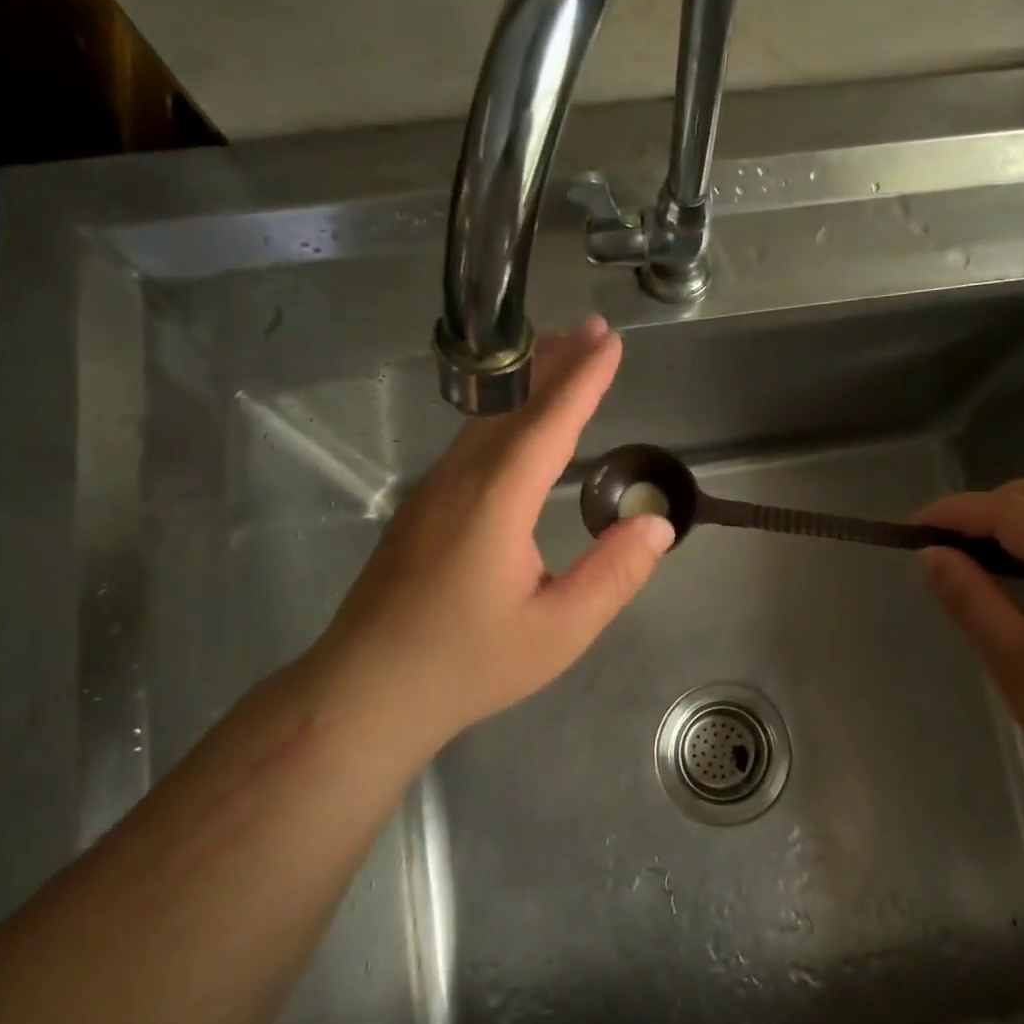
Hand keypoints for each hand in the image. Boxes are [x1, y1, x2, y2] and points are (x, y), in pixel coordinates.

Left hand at [305, 316, 672, 753]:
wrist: (366, 691)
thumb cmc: (468, 664)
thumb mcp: (559, 630)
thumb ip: (613, 574)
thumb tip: (657, 523)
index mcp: (495, 502)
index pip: (547, 423)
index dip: (583, 381)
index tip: (612, 343)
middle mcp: (459, 481)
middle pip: (511, 406)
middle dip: (555, 363)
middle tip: (593, 331)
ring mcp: (432, 492)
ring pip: (486, 420)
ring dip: (527, 385)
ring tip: (563, 360)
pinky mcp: (420, 509)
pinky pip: (471, 443)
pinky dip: (504, 415)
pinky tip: (518, 424)